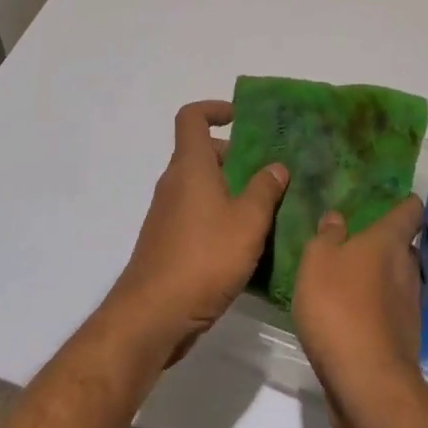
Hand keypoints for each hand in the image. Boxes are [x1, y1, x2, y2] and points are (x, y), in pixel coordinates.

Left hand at [106, 100, 288, 365]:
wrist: (151, 318)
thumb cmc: (203, 259)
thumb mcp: (247, 222)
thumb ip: (264, 190)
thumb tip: (276, 166)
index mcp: (190, 166)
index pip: (192, 117)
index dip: (215, 109)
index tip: (241, 118)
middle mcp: (175, 183)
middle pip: (202, 153)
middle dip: (235, 157)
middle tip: (268, 172)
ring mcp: (167, 214)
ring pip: (201, 187)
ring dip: (230, 191)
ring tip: (265, 210)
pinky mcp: (167, 243)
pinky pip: (196, 215)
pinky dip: (218, 218)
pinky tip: (244, 245)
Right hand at [292, 195, 426, 427]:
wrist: (367, 385)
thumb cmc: (339, 307)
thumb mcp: (317, 261)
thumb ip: (326, 236)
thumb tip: (337, 218)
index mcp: (390, 241)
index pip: (411, 210)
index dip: (405, 203)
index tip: (392, 199)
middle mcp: (408, 269)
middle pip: (405, 247)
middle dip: (387, 244)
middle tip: (359, 243)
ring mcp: (410, 308)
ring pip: (400, 281)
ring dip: (382, 280)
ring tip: (352, 280)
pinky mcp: (404, 342)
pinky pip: (392, 313)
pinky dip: (378, 310)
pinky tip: (353, 317)